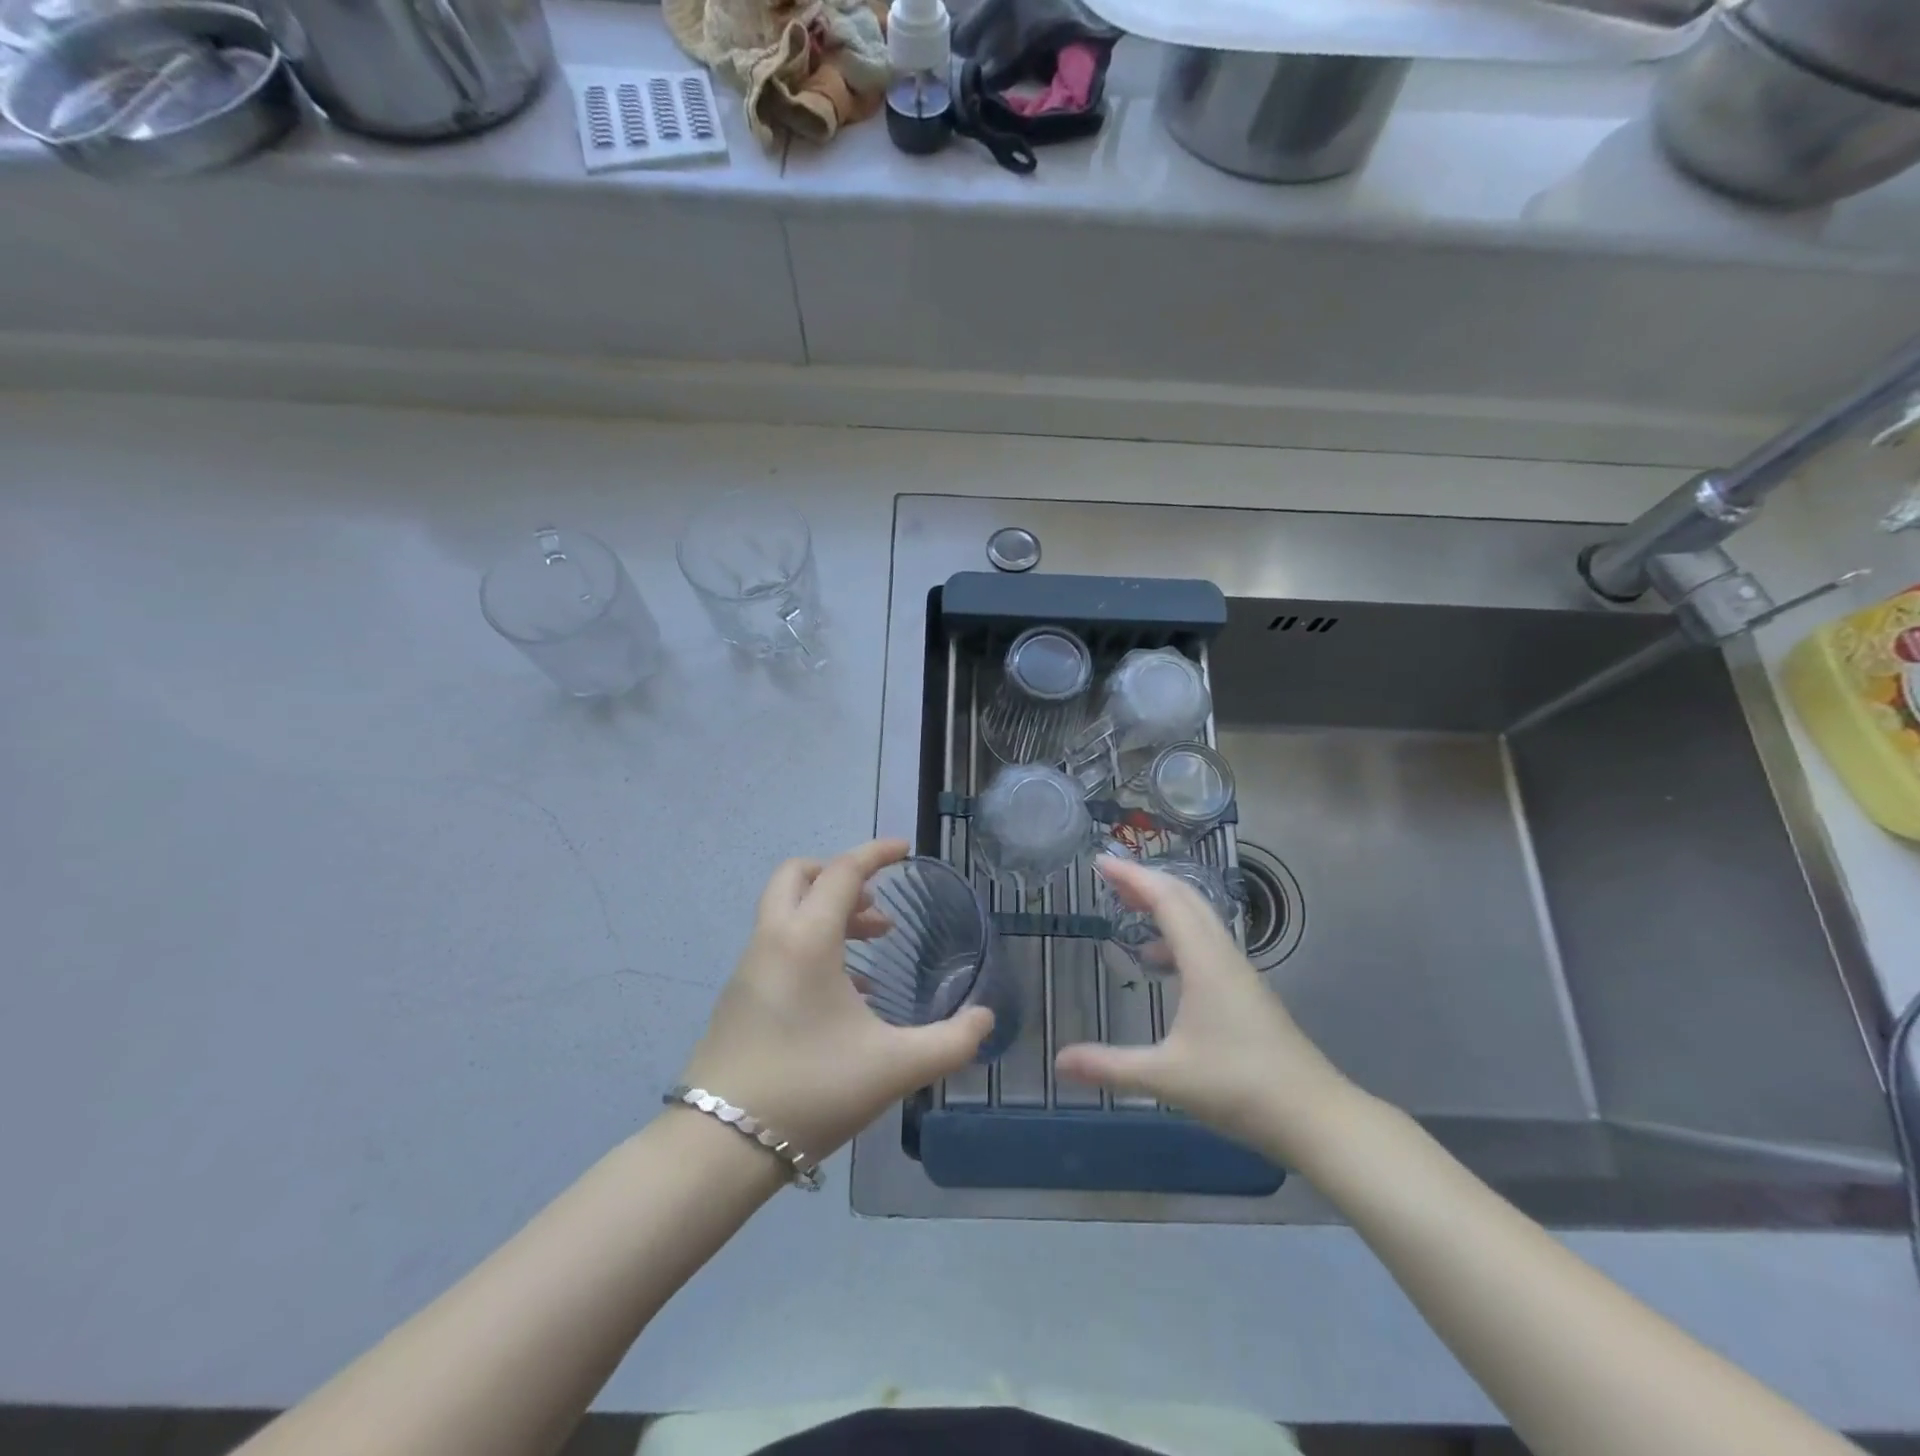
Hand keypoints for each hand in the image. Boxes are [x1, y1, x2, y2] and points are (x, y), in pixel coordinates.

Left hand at [678, 839, 994, 1157]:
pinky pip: (779, 946)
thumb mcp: (894, 1068)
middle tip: (877, 904)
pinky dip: (812, 945)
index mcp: (806, 940)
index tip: (905, 849)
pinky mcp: (739, 997)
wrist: (719, 1147)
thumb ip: (950, 1041)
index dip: (876, 853)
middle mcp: (772, 941)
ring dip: (828, 913)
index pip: (843, 871)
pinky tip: (845, 994)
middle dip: (839, 875)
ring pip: (786, 912)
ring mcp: (749, 969)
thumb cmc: (810, 1090)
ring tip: (872, 947)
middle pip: (798, 876)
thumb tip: (986, 1019)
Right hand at [1055, 857, 1354, 1158]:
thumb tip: (1059, 1061)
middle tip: (1109, 877)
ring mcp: (1239, 973)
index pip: (1166, 899)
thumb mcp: (1167, 1077)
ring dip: (1164, 906)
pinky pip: (1206, 943)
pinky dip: (1177, 935)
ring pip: (1199, 920)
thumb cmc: (1240, 1087)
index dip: (1132, 876)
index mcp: (1204, 961)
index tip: (1101, 862)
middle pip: (1185, 899)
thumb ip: (1110, 1066)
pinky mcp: (1246, 992)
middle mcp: (1223, 955)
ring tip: (1128, 912)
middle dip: (1146, 881)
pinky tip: (1160, 963)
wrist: (1316, 1117)